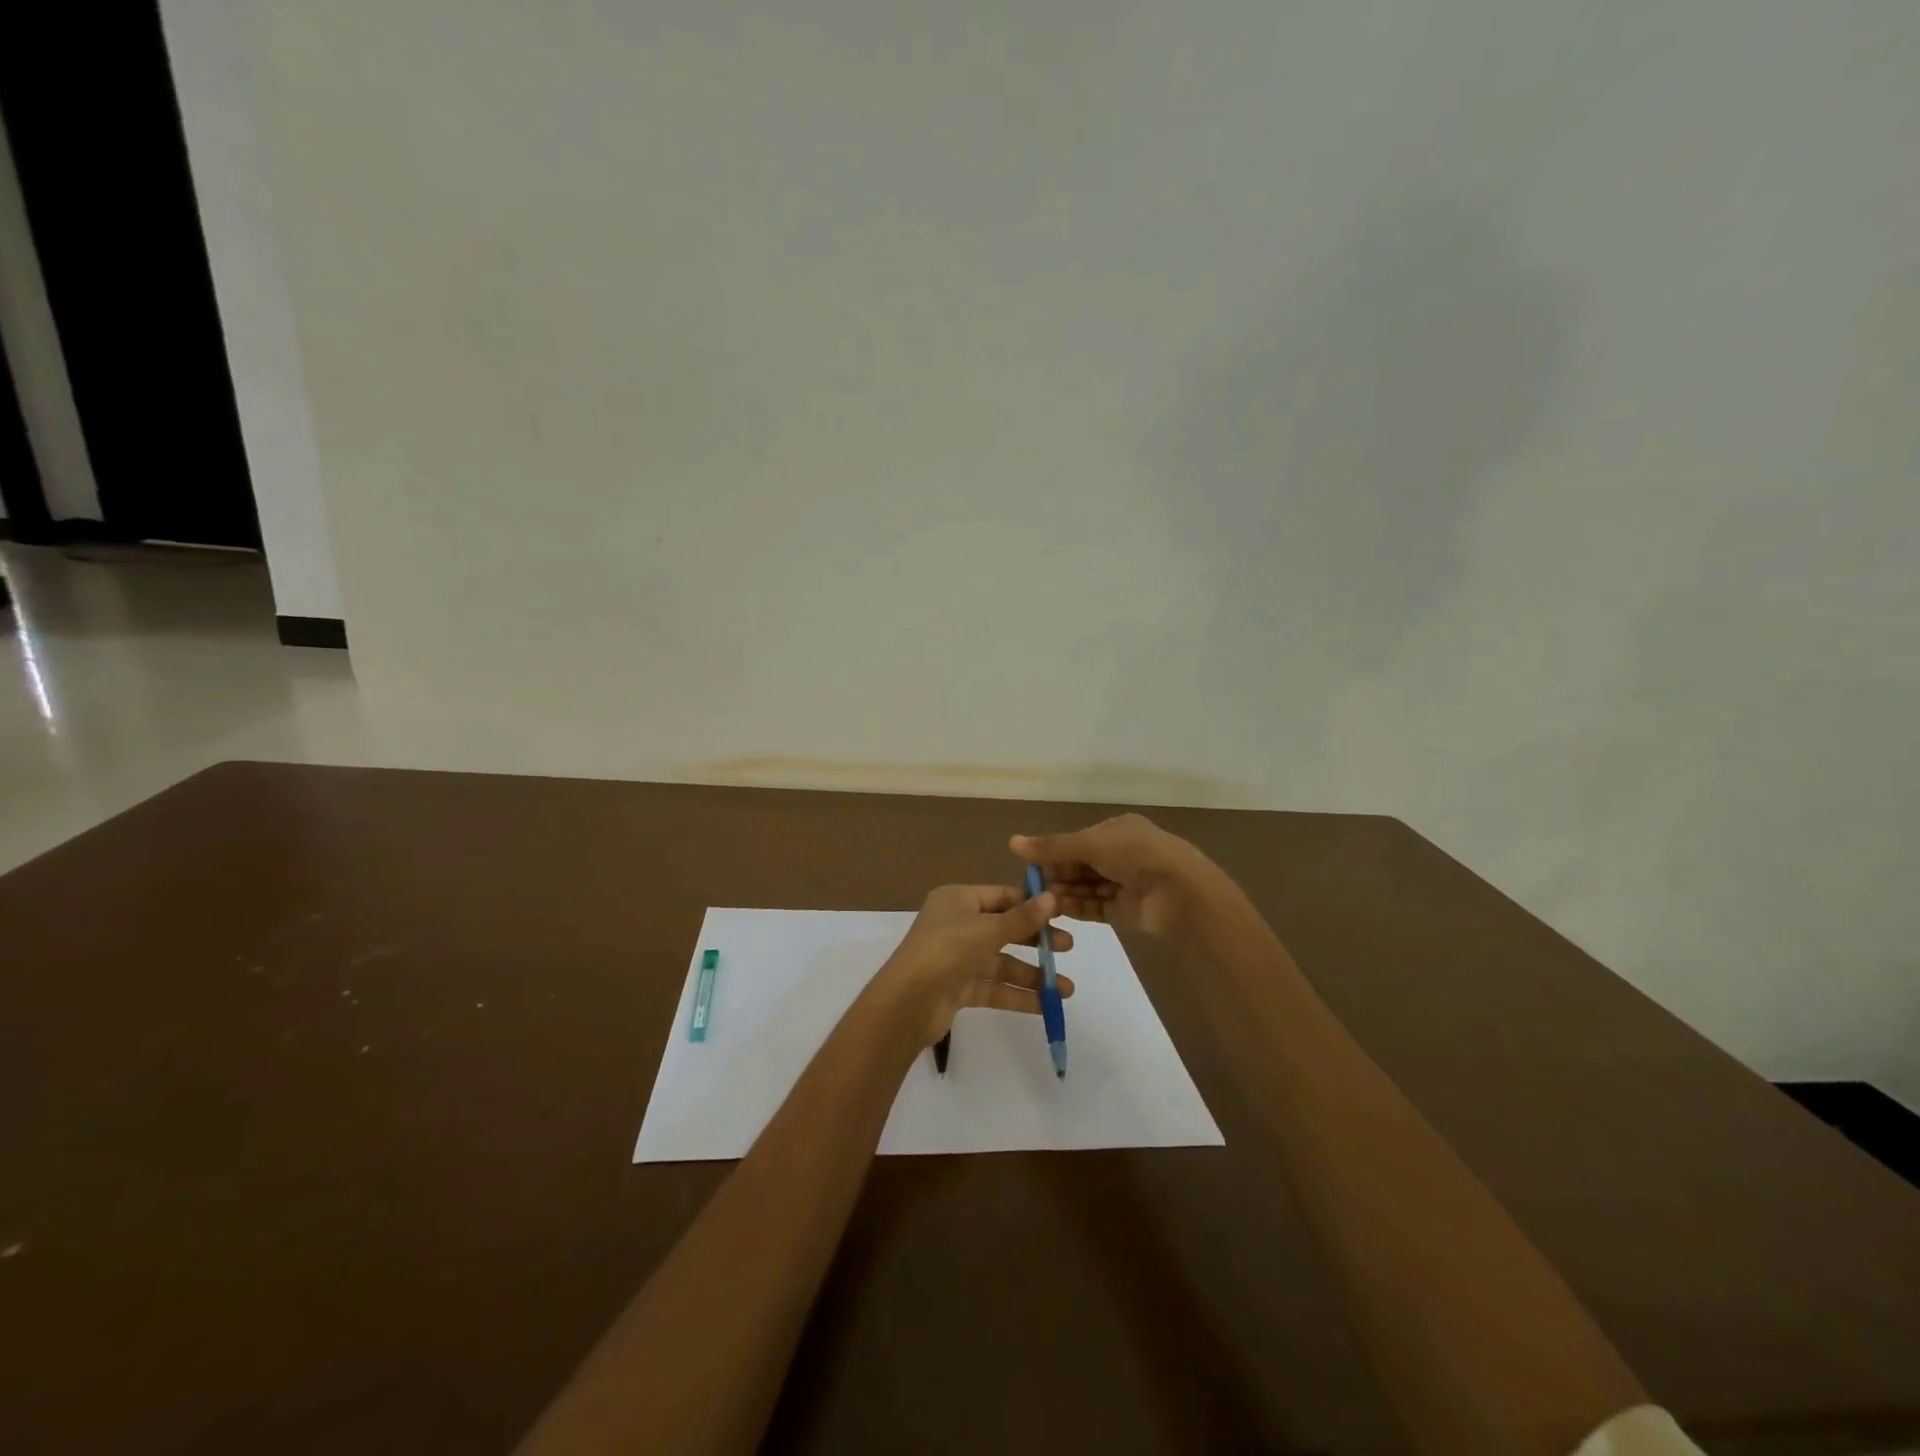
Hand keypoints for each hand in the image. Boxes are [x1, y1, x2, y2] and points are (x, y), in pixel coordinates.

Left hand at [876, 884, 1077, 1044]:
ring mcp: (957, 957)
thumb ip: (1022, 918)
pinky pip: (994, 987)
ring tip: (1066, 989)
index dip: (1031, 904)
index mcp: (957, 900)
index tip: (1062, 913)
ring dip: (1032, 974)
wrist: (907, 1003)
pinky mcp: (958, 987)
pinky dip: (1018, 995)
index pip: (1001, 896)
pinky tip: (1046, 1005)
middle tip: (1068, 948)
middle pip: (1004, 928)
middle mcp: (957, 924)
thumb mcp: (987, 930)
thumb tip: (1053, 897)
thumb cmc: (946, 950)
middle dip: (1036, 940)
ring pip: (1001, 962)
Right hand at [1010, 814, 1215, 940]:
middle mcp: (1123, 854)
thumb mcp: (1090, 844)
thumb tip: (1012, 842)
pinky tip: (1056, 910)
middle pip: (1081, 864)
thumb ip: (1051, 847)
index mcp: (1118, 830)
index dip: (1054, 851)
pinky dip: (1077, 907)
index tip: (1028, 864)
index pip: (1079, 840)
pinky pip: (1096, 907)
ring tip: (1038, 901)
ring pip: (1087, 887)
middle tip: (1029, 886)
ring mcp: (1126, 883)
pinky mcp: (1128, 910)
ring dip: (1064, 892)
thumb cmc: (1136, 855)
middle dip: (1057, 874)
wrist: (1180, 893)